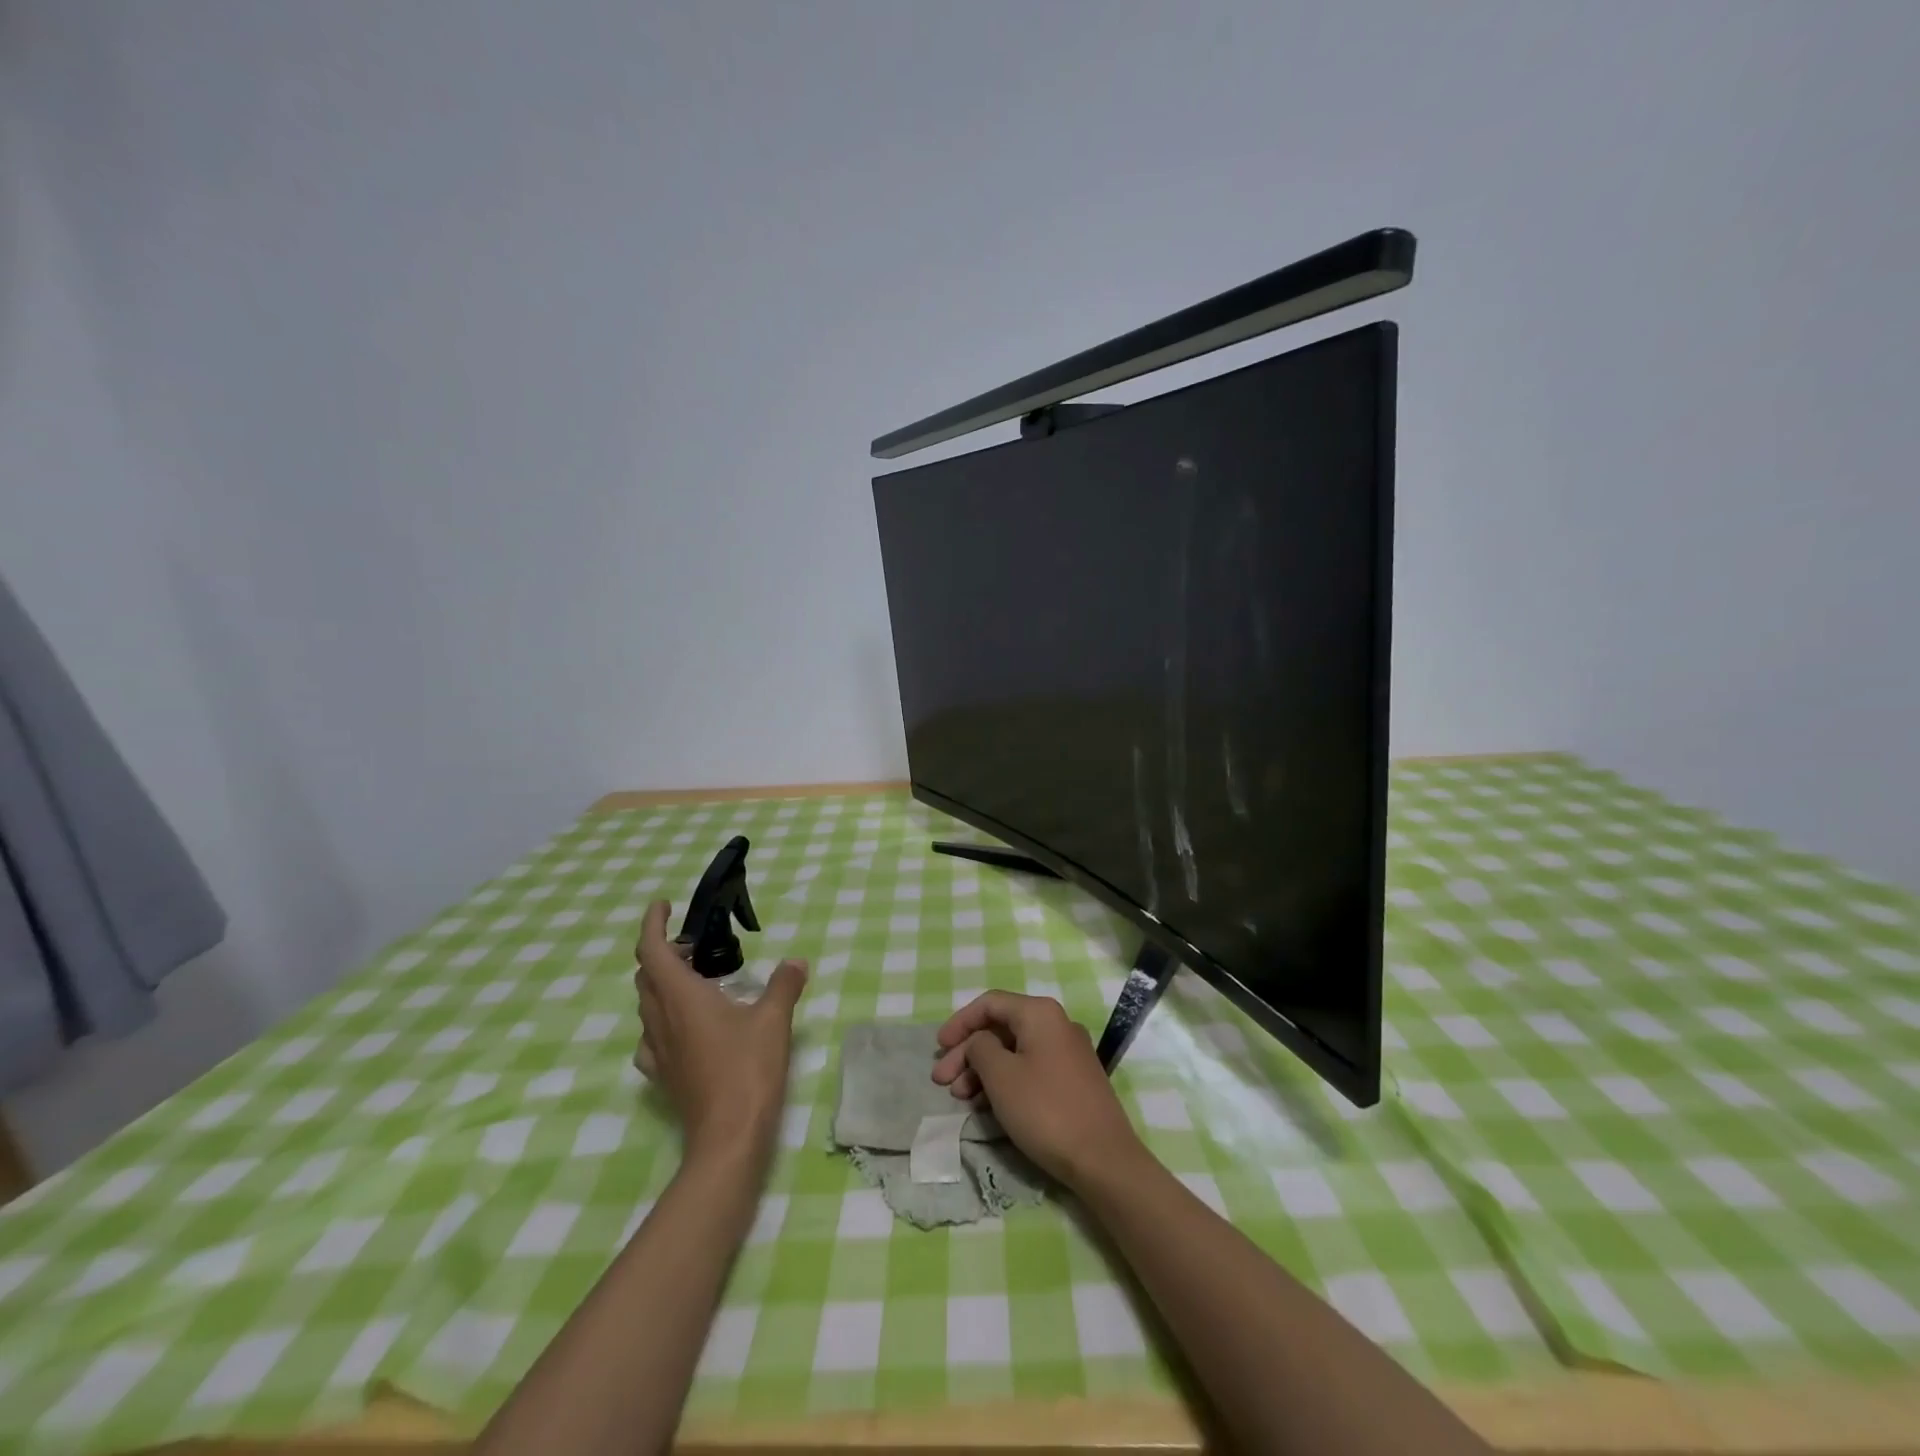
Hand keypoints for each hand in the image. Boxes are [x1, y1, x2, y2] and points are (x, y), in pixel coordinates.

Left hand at [633, 899, 806, 1167]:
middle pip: (646, 976)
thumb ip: (784, 985)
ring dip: (662, 984)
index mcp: (681, 997)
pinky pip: (651, 1036)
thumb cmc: (748, 1070)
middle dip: (663, 952)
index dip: (652, 924)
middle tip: (694, 945)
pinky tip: (685, 1027)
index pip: (652, 950)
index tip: (663, 905)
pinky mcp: (663, 1075)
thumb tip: (796, 961)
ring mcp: (657, 1051)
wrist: (728, 1137)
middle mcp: (661, 1019)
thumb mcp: (773, 1020)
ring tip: (695, 979)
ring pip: (647, 1005)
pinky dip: (663, 1018)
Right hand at [929, 991, 1143, 1189]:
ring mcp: (1068, 1052)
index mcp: (1040, 1013)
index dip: (960, 1022)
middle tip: (942, 1081)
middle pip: (1001, 1028)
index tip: (938, 1048)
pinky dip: (1005, 1080)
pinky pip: (1030, 1068)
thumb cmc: (1045, 1110)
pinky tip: (987, 1105)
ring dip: (983, 1070)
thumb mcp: (1001, 1076)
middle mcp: (1057, 1024)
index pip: (990, 1004)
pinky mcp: (1073, 1080)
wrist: (1103, 1159)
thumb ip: (980, 1048)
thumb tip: (979, 1042)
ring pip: (1014, 1051)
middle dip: (968, 1052)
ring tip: (960, 1098)